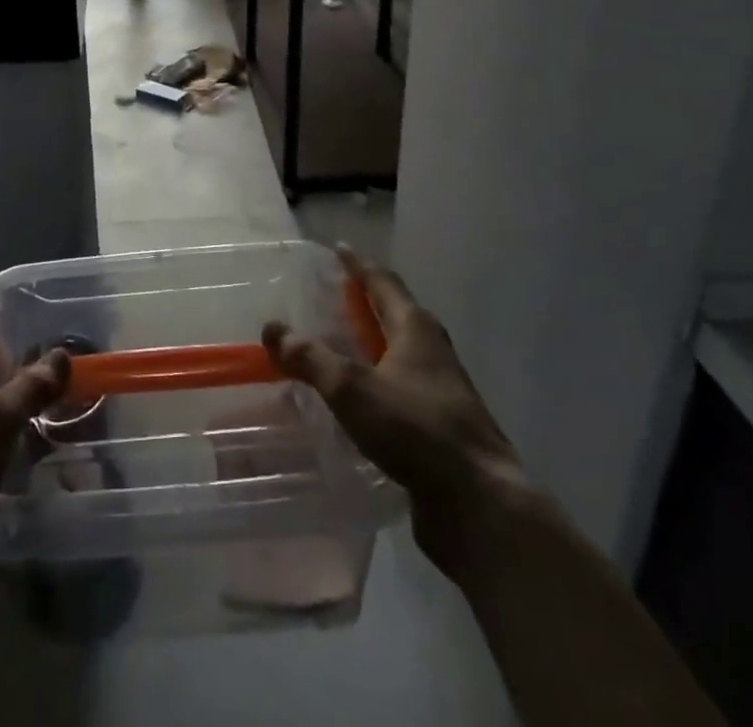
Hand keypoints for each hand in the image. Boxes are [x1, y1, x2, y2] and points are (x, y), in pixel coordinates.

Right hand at [262, 244, 530, 579]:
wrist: (480, 504)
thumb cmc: (416, 429)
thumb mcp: (352, 387)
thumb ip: (310, 357)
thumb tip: (272, 328)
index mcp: (415, 328)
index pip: (382, 281)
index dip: (358, 264)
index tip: (338, 248)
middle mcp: (431, 350)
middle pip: (393, 313)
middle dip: (362, 302)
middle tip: (328, 296)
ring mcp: (440, 389)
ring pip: (397, 352)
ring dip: (368, 344)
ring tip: (333, 346)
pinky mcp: (439, 426)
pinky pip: (398, 388)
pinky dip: (374, 381)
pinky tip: (353, 401)